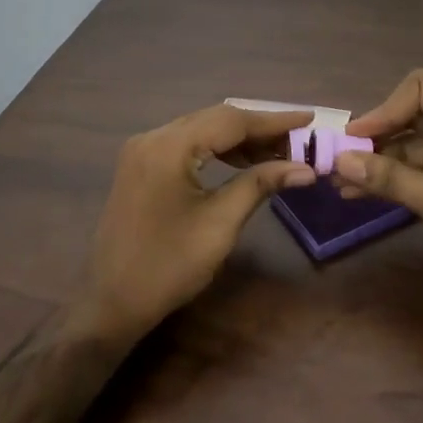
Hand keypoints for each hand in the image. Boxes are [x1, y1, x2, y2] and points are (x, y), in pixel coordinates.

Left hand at [80, 104, 316, 338]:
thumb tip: (305, 168)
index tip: (309, 119)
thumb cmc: (169, 266)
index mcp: (168, 147)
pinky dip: (217, 149)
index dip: (274, 120)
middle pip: (215, 119)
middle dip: (259, 128)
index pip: (231, 120)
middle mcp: (152, 137)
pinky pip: (187, 144)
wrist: (112, 303)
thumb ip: (260, 185)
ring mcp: (142, 151)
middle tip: (298, 139)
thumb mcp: (220, 224)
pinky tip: (243, 162)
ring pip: (202, 129)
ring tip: (278, 153)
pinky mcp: (141, 166)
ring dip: (240, 138)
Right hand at [337, 70, 422, 318]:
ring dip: (378, 162)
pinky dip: (392, 180)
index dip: (385, 108)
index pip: (420, 88)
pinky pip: (418, 172)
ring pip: (412, 147)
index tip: (355, 137)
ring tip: (340, 183)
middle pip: (413, 116)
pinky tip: (360, 195)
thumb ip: (388, 177)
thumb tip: (340, 160)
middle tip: (339, 160)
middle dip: (376, 137)